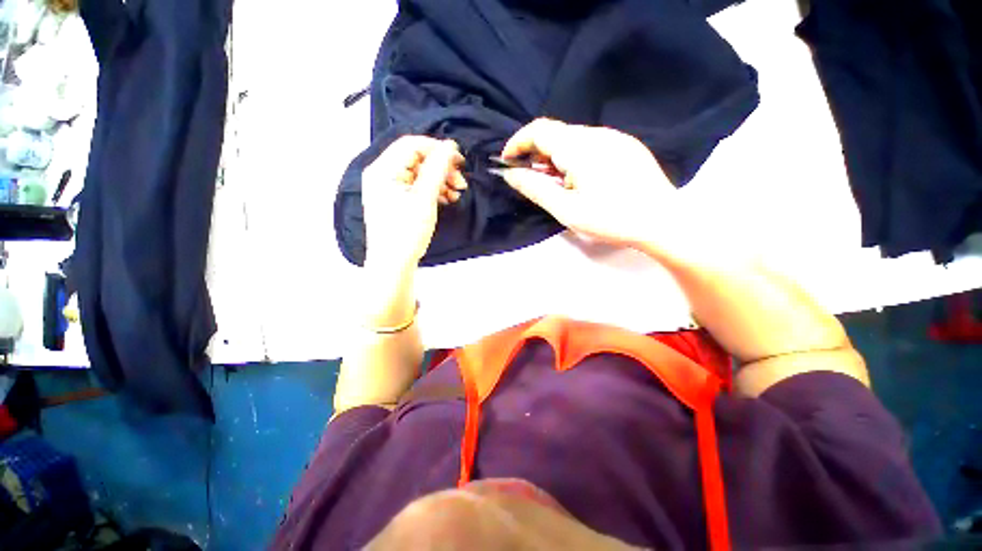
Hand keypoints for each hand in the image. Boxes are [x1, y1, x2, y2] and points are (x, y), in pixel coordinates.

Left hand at [362, 136, 466, 269]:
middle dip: (441, 168)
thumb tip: (450, 147)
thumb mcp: (424, 199)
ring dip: (440, 179)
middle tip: (461, 182)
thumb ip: (437, 169)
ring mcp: (388, 188)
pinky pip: (416, 186)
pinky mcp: (396, 200)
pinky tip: (447, 198)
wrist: (394, 264)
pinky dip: (433, 189)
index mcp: (383, 170)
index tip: (460, 160)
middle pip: (416, 159)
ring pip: (419, 173)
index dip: (438, 148)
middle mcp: (382, 174)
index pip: (412, 145)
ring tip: (457, 193)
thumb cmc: (407, 232)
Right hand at [500, 118, 675, 247]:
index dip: (517, 143)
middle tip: (534, 182)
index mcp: (579, 147)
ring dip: (556, 158)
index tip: (507, 162)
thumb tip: (509, 174)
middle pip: (555, 134)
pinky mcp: (627, 146)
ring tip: (560, 186)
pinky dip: (575, 158)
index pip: (539, 130)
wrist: (663, 221)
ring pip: (573, 139)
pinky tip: (583, 181)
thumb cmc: (610, 219)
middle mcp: (597, 133)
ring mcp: (615, 138)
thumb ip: (535, 188)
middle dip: (537, 154)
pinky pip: (591, 144)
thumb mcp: (566, 209)